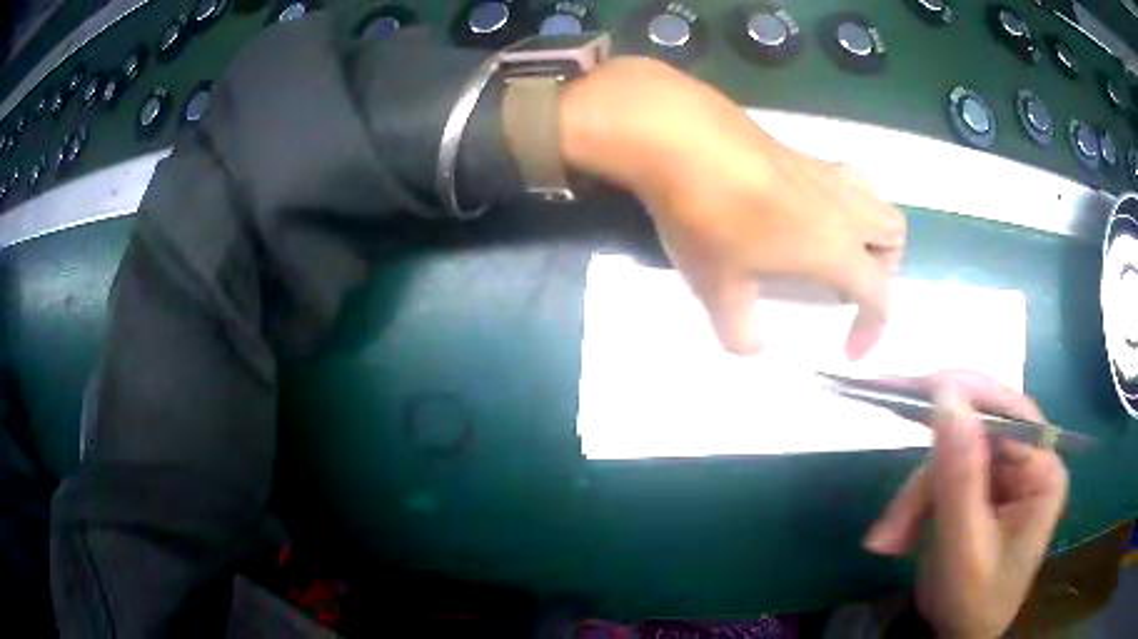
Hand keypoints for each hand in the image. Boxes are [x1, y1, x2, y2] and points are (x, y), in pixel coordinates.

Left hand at [559, 57, 905, 356]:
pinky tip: (798, 213)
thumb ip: (739, 328)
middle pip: (894, 234)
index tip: (850, 352)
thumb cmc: (709, 216)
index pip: (880, 294)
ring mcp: (822, 170)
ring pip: (874, 198)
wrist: (680, 135)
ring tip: (833, 249)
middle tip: (850, 287)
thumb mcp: (719, 287)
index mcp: (836, 247)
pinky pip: (840, 177)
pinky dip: (839, 202)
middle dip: (885, 268)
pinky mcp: (797, 148)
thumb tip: (751, 347)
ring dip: (868, 228)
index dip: (873, 329)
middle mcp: (843, 206)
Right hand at [863, 372, 1068, 637]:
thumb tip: (945, 392)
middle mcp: (1030, 461)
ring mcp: (1007, 474)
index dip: (961, 397)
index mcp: (1043, 470)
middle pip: (973, 437)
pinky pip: (945, 478)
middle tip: (887, 512)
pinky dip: (917, 506)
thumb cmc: (973, 602)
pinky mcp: (984, 488)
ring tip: (887, 542)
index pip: (1006, 412)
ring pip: (952, 458)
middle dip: (926, 479)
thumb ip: (959, 473)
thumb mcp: (963, 546)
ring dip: (914, 499)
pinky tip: (898, 539)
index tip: (909, 390)